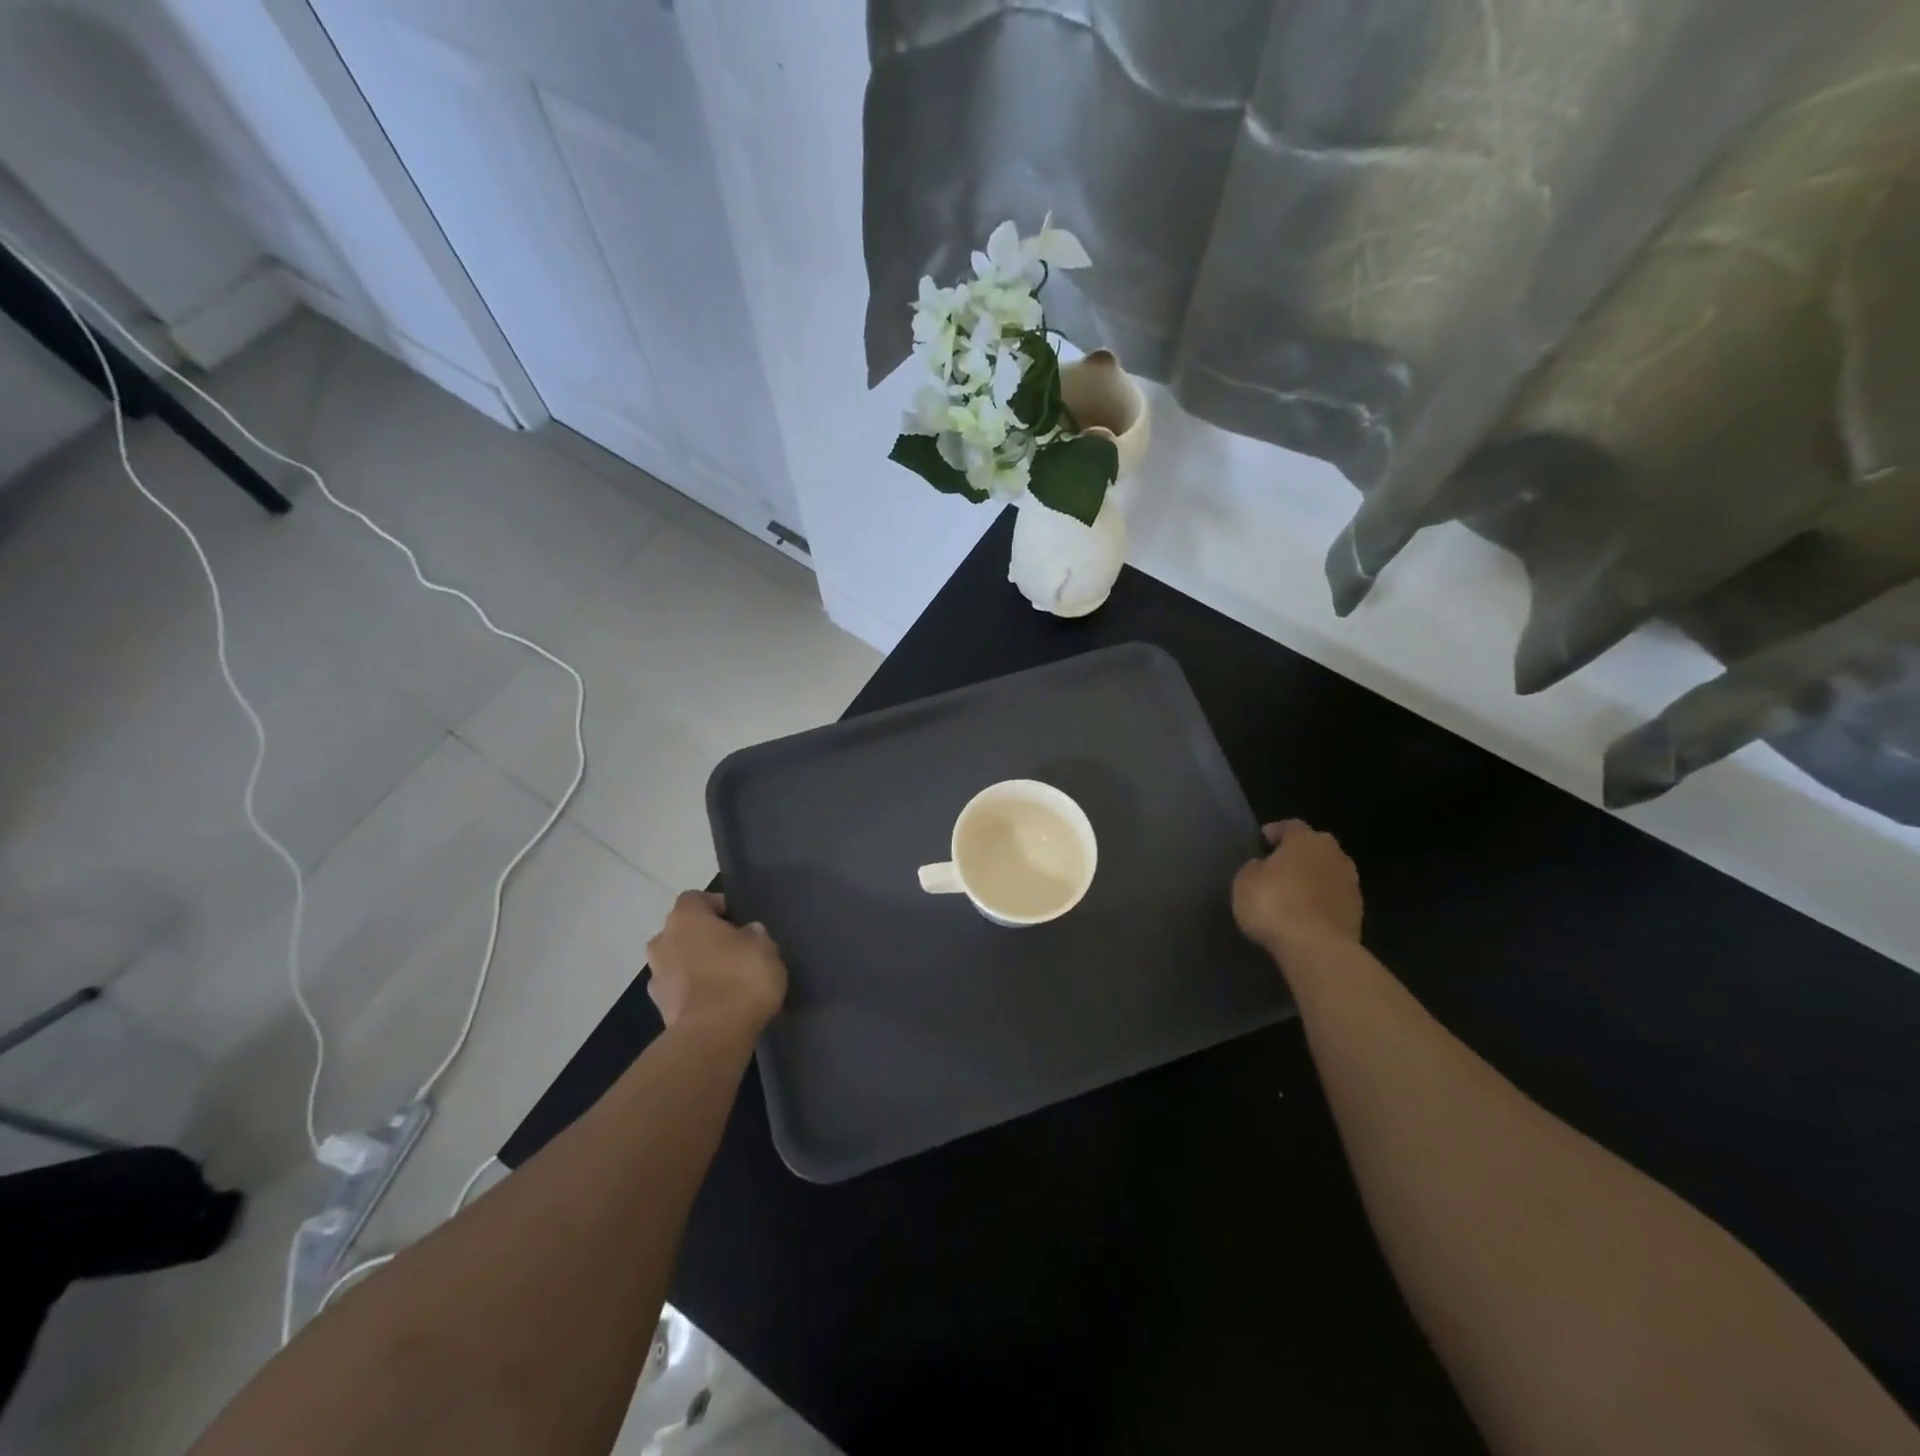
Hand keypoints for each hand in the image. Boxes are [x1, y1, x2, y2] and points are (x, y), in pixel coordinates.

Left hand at [647, 892, 787, 1032]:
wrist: (713, 1036)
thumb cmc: (741, 977)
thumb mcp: (764, 947)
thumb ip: (754, 934)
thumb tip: (747, 933)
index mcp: (685, 918)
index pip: (696, 898)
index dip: (717, 905)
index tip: (739, 920)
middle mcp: (662, 941)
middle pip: (682, 931)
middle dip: (703, 937)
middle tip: (733, 949)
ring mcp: (656, 977)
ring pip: (678, 961)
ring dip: (696, 966)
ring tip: (726, 979)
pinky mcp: (659, 1010)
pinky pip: (679, 990)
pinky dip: (694, 992)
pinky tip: (718, 1002)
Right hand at [1232, 820, 1362, 960]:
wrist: (1316, 947)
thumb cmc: (1273, 904)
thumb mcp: (1245, 882)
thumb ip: (1254, 868)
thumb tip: (1262, 865)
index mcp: (1305, 840)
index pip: (1291, 826)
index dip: (1276, 831)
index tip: (1263, 840)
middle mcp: (1333, 854)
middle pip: (1316, 846)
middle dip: (1300, 853)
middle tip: (1281, 865)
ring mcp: (1350, 883)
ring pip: (1329, 871)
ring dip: (1315, 877)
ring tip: (1295, 891)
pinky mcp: (1358, 912)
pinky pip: (1335, 897)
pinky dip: (1323, 900)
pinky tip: (1308, 913)